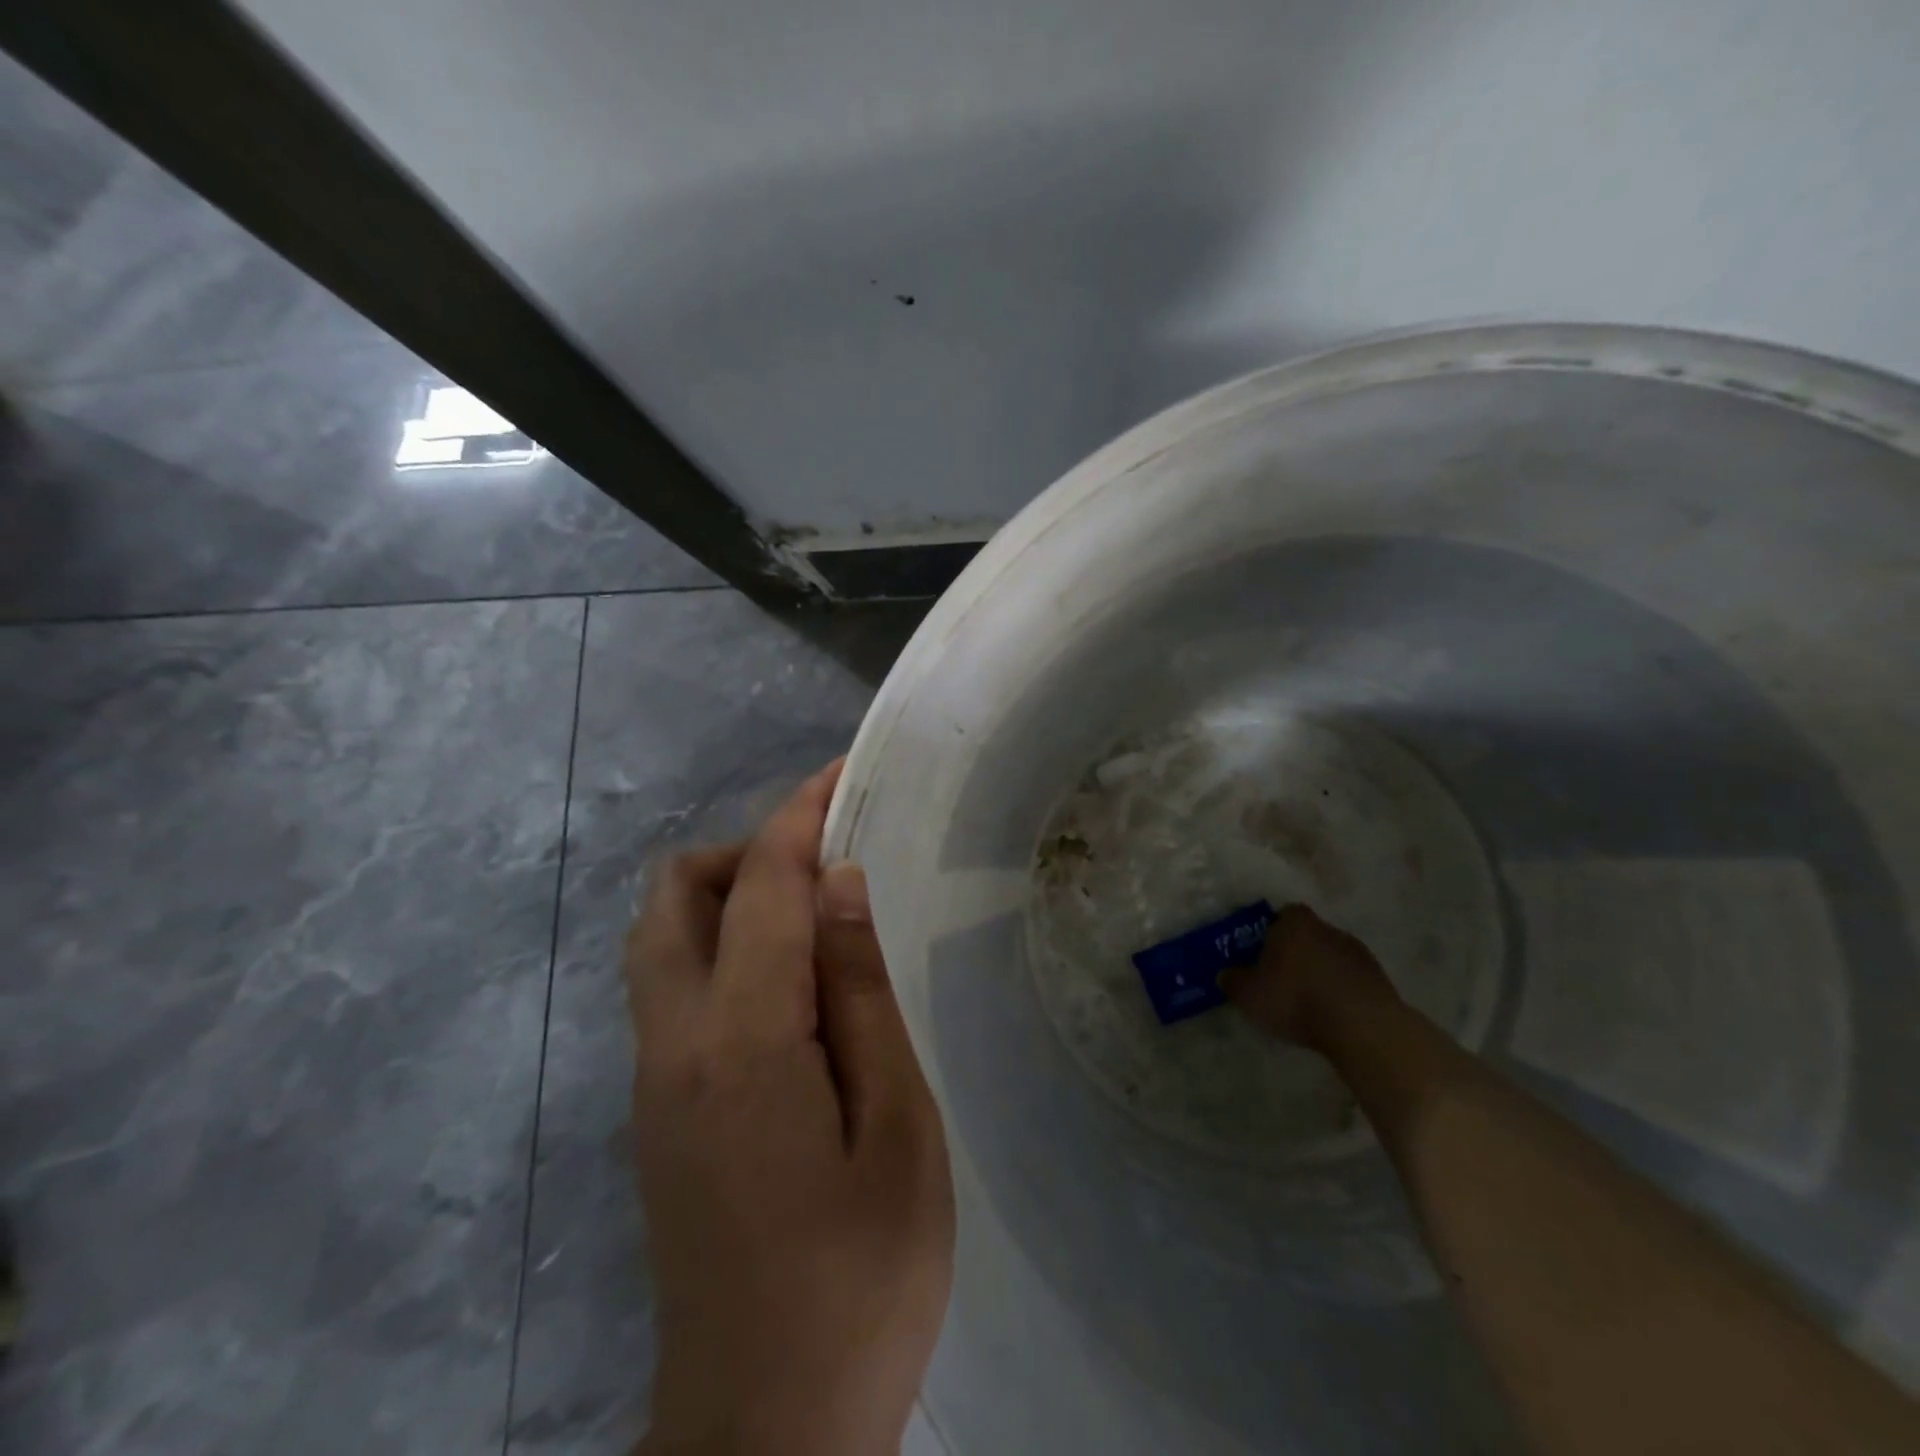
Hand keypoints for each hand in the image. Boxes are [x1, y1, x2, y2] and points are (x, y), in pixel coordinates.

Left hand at [624, 761, 954, 1455]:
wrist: (764, 1432)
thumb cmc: (860, 1278)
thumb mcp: (897, 1129)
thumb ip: (859, 995)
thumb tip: (840, 886)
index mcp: (740, 1041)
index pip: (758, 888)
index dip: (798, 817)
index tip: (840, 774)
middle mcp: (672, 1044)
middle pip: (673, 896)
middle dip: (745, 851)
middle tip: (828, 864)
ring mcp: (651, 1080)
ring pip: (660, 939)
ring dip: (726, 896)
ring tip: (813, 917)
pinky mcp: (655, 1111)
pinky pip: (671, 987)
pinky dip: (718, 945)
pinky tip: (786, 985)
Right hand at [1221, 903, 1399, 1047]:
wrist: (1362, 1026)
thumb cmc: (1297, 998)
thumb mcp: (1249, 994)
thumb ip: (1233, 981)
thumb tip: (1225, 975)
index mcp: (1295, 922)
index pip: (1282, 914)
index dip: (1271, 931)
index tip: (1263, 952)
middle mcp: (1327, 928)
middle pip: (1307, 934)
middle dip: (1296, 953)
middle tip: (1281, 978)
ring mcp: (1358, 952)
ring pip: (1331, 956)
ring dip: (1321, 972)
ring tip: (1308, 1001)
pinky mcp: (1379, 978)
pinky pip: (1351, 979)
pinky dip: (1341, 990)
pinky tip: (1331, 1013)